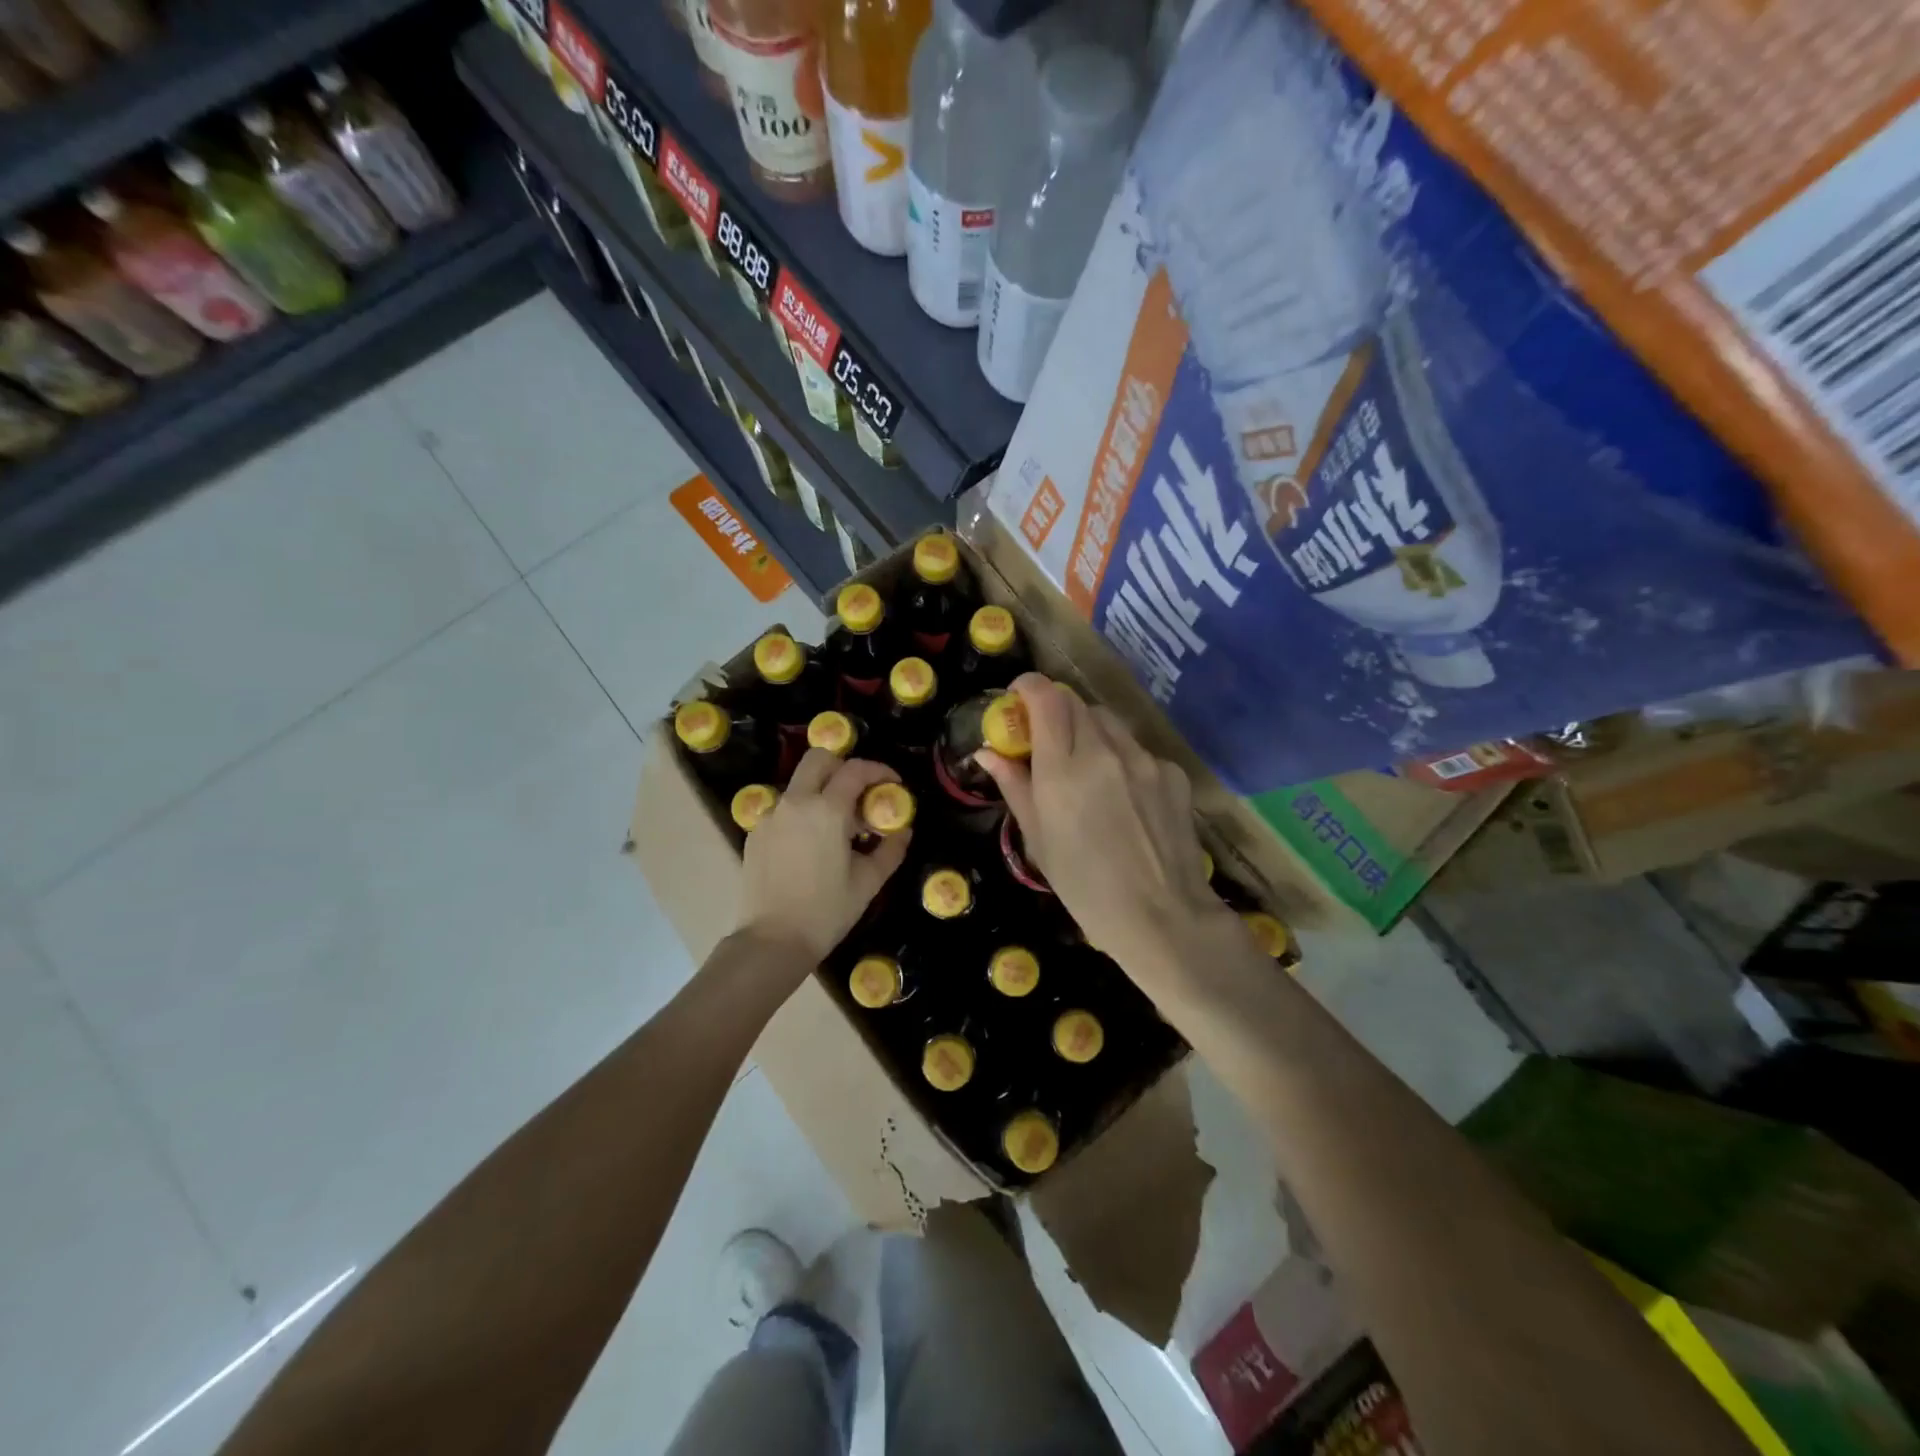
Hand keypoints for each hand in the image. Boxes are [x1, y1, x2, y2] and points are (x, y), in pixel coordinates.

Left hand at [737, 748, 910, 965]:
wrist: (772, 941)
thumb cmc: (826, 912)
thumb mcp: (868, 882)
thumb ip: (890, 850)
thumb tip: (903, 831)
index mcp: (827, 810)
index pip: (855, 770)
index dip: (878, 770)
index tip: (892, 783)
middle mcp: (795, 802)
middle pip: (818, 759)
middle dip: (843, 767)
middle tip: (860, 792)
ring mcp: (771, 816)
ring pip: (798, 783)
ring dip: (821, 790)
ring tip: (836, 824)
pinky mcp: (755, 833)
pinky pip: (783, 808)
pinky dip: (802, 813)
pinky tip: (811, 844)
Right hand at [978, 674, 1235, 985]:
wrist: (1162, 916)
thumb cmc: (1085, 886)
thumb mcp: (1038, 839)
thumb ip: (1014, 786)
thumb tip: (988, 753)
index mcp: (1062, 770)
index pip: (1045, 697)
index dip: (1028, 686)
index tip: (1017, 697)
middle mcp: (1103, 751)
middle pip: (1075, 702)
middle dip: (1055, 709)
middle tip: (1046, 738)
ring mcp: (1143, 759)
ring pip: (1108, 722)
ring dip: (1088, 731)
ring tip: (1085, 769)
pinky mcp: (1172, 772)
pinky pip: (1137, 749)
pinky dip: (1121, 758)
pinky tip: (1124, 796)